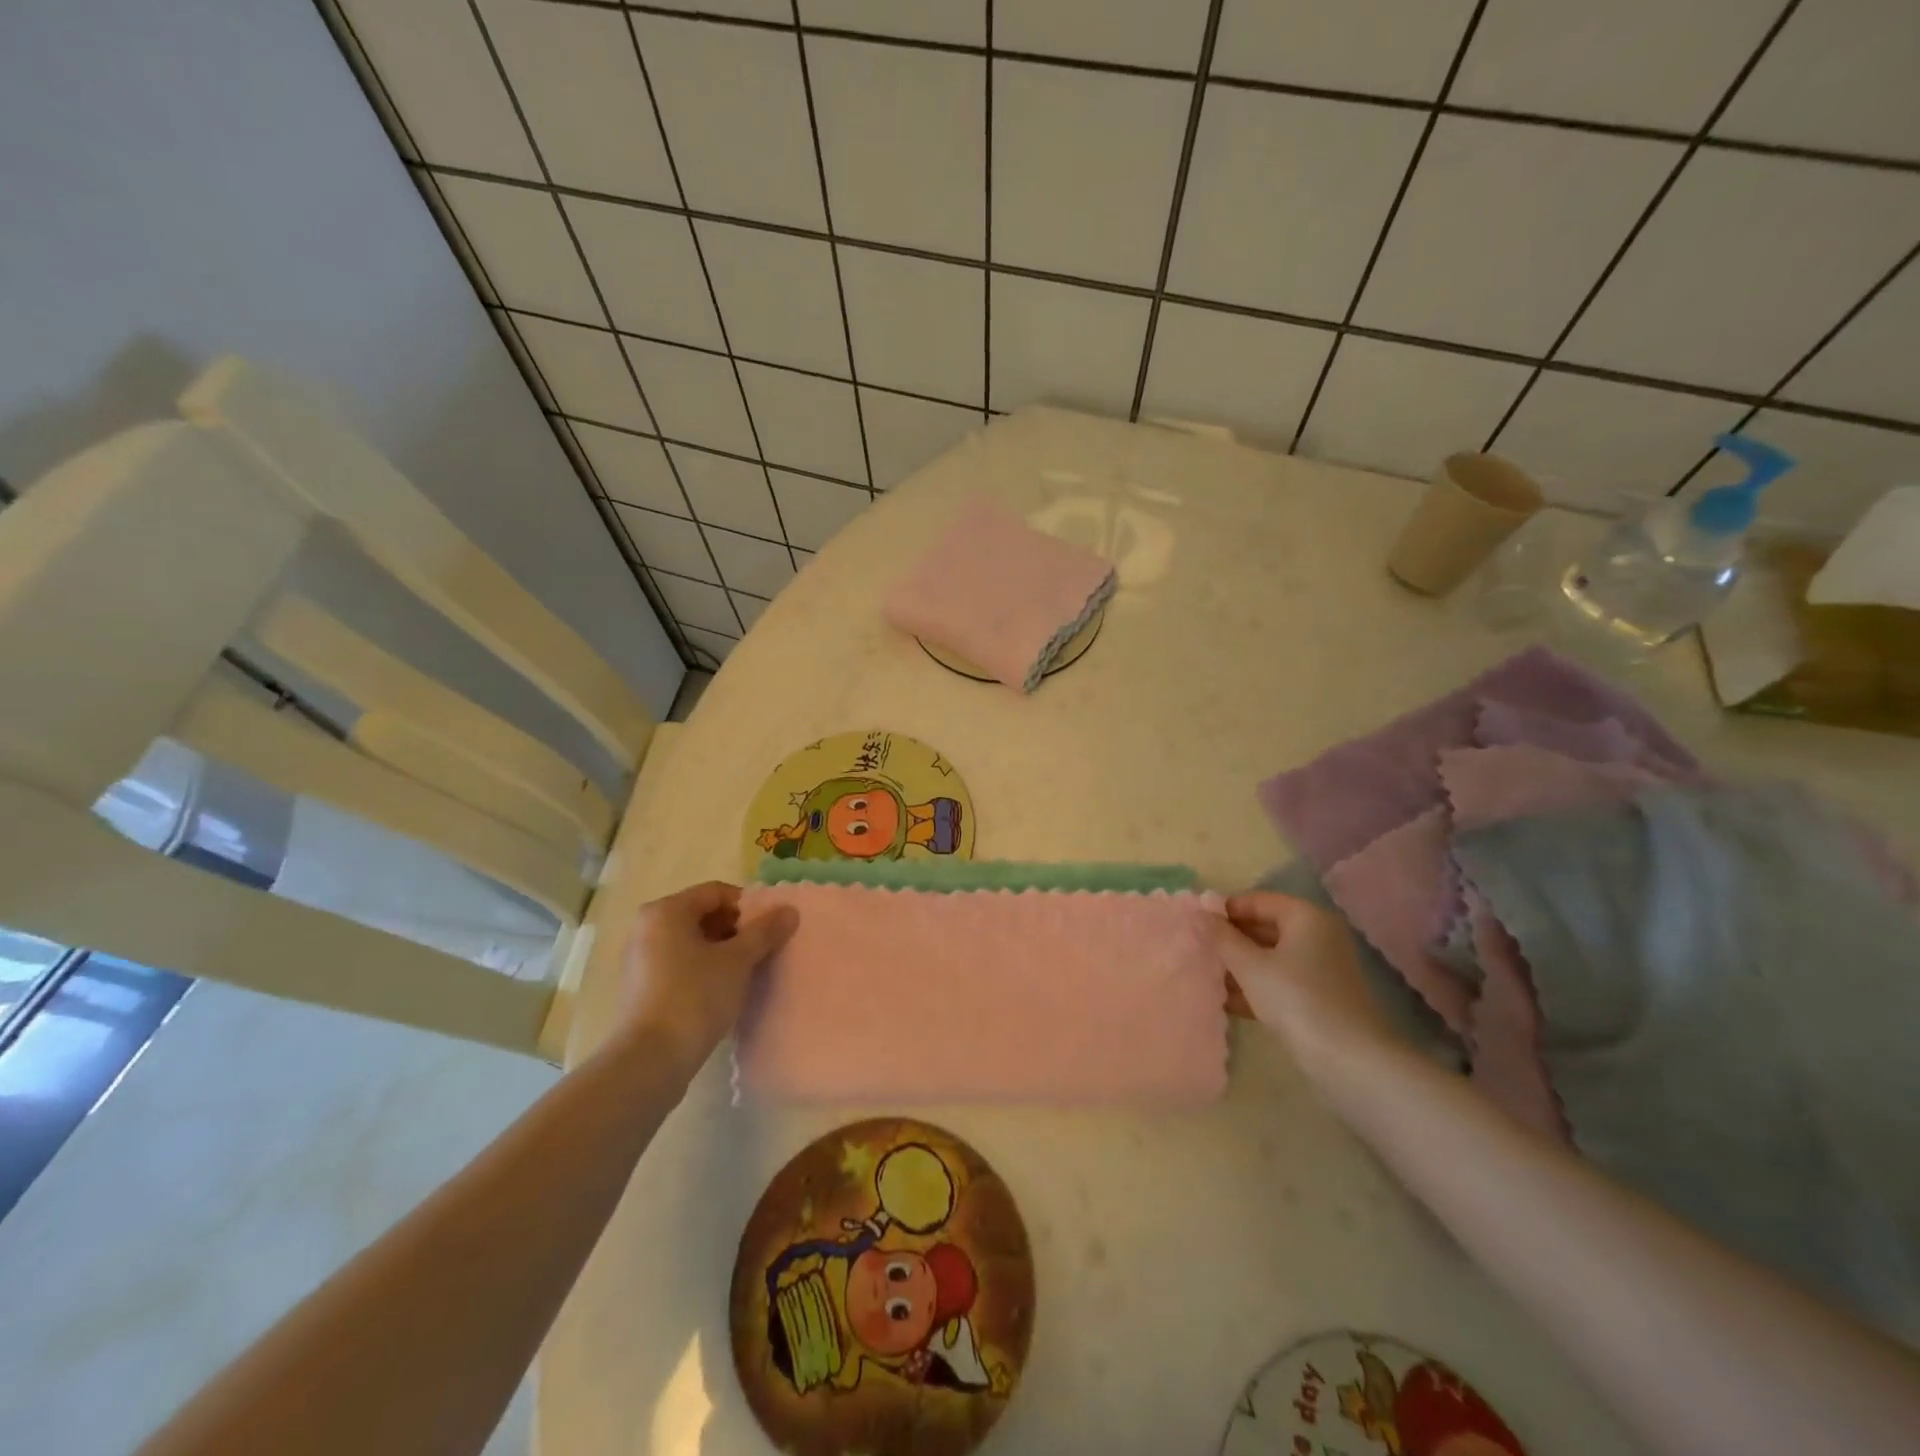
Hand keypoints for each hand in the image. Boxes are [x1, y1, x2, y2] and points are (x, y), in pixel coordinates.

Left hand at [615, 882, 797, 1068]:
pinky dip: (703, 970)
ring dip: (721, 951)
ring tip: (745, 973)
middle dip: (736, 930)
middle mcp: (647, 928)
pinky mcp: (640, 988)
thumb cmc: (695, 996)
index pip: (716, 892)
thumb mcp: (738, 961)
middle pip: (702, 915)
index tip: (769, 929)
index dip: (748, 906)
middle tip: (760, 951)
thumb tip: (789, 910)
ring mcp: (640, 959)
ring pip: (691, 942)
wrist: (650, 1060)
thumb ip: (765, 931)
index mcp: (666, 911)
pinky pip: (679, 965)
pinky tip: (722, 992)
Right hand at [1208, 890, 1392, 1075]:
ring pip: (1270, 956)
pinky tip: (1227, 1001)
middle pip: (1264, 927)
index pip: (1256, 900)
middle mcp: (1317, 935)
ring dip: (1239, 965)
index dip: (1224, 910)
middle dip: (1230, 940)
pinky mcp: (1319, 996)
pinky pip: (1280, 980)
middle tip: (1197, 951)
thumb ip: (1222, 937)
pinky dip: (1256, 986)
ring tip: (1206, 976)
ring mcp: (1320, 967)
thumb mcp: (1250, 966)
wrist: (1349, 1060)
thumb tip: (1201, 915)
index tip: (1195, 925)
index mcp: (1305, 917)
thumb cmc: (1296, 999)